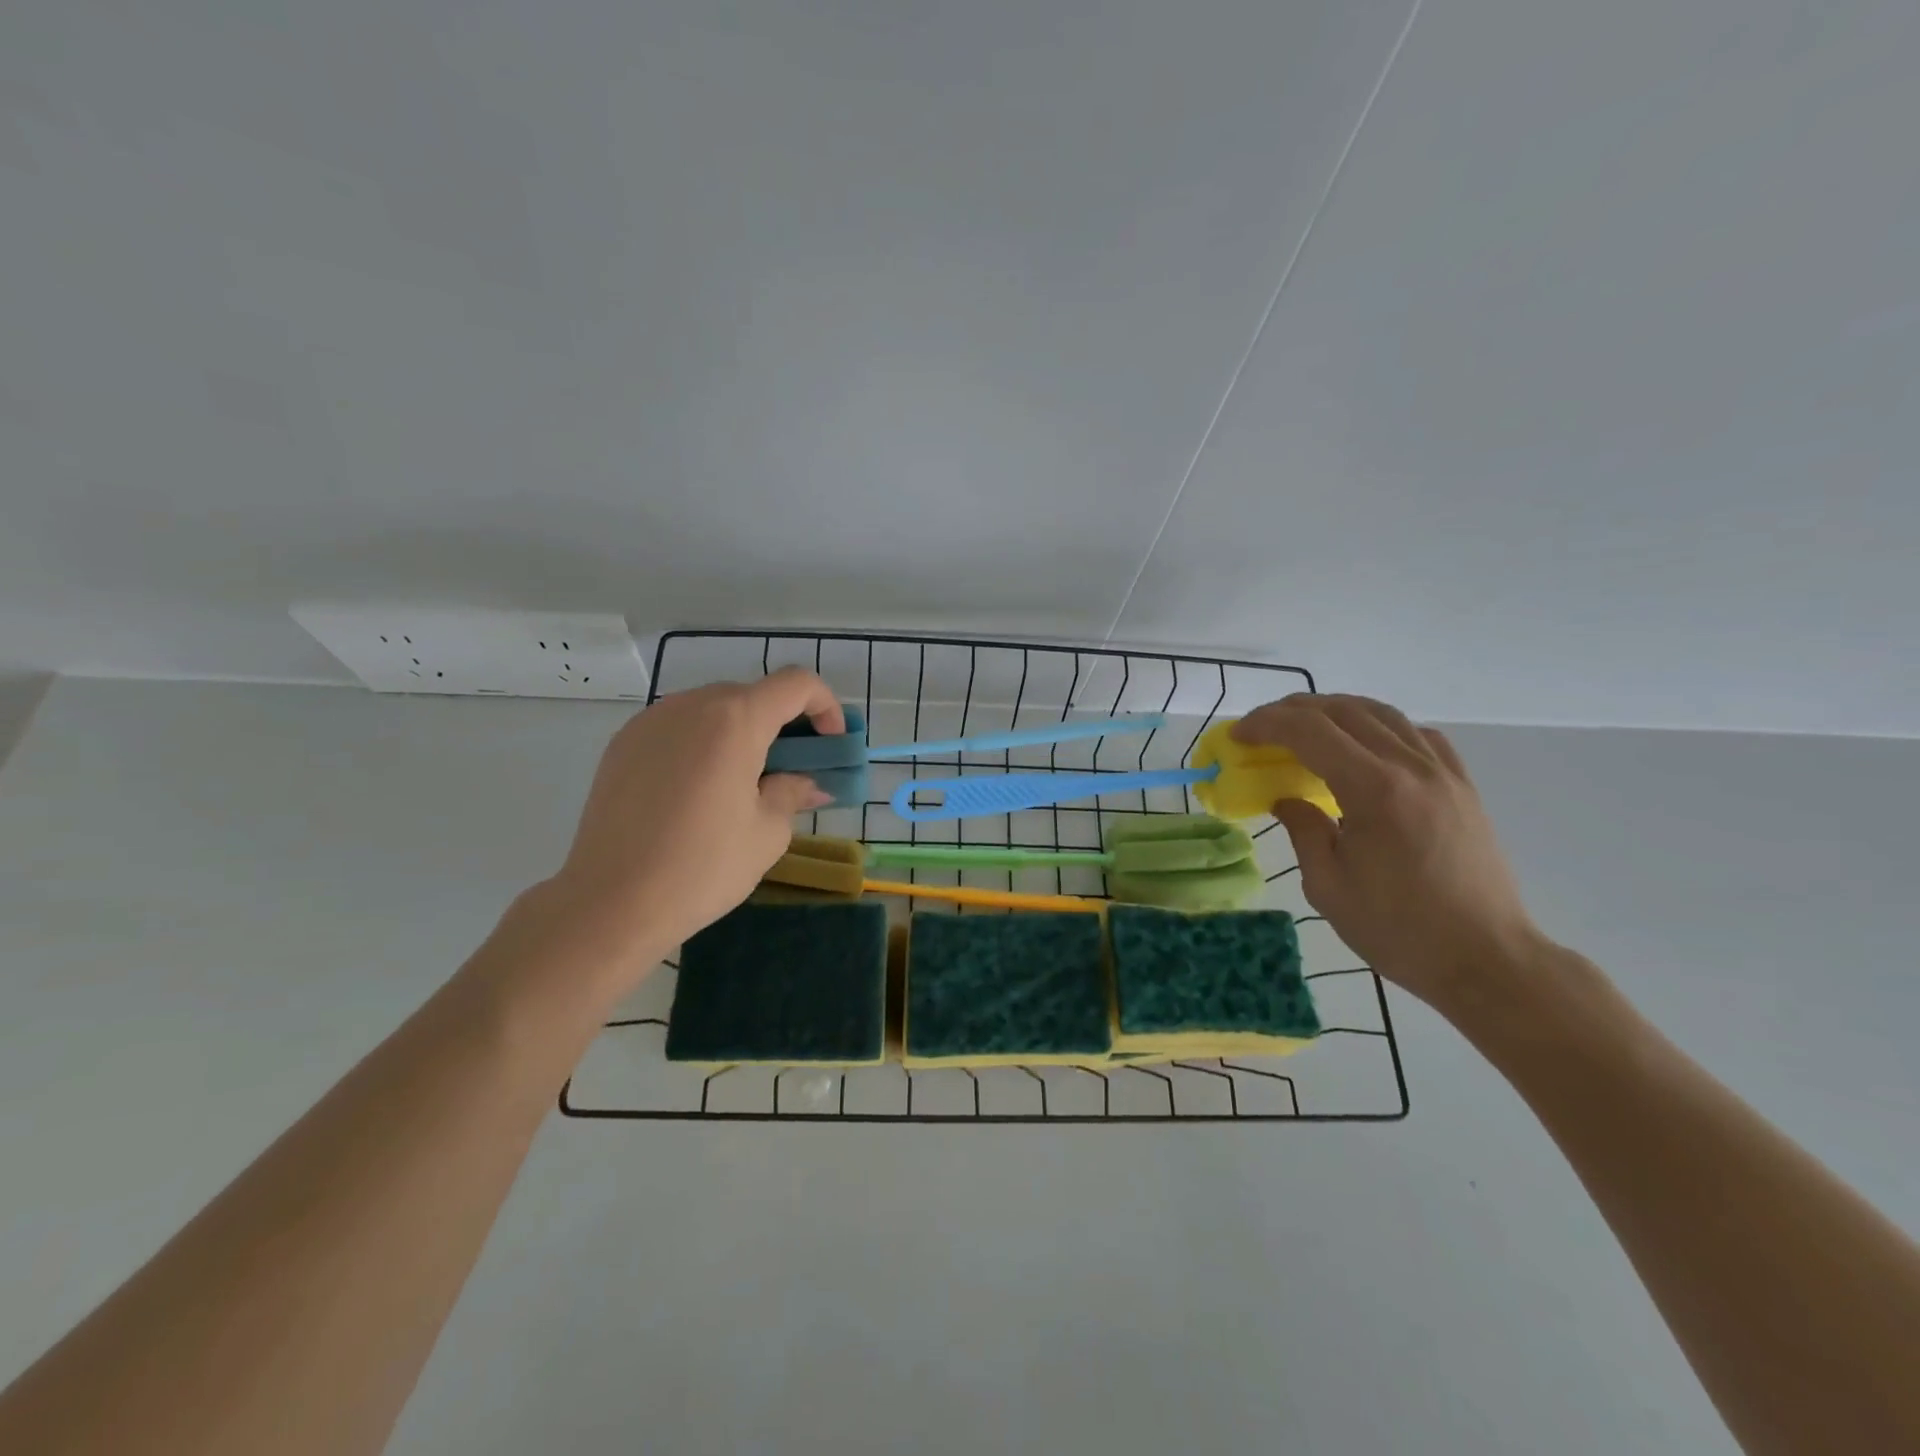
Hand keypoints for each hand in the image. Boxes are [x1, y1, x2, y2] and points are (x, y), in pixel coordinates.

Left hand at [547, 667, 841, 959]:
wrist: (610, 903)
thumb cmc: (702, 867)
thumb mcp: (766, 833)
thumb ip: (793, 793)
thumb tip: (809, 784)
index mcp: (735, 720)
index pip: (796, 684)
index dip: (825, 706)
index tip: (830, 744)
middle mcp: (691, 705)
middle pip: (753, 695)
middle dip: (783, 724)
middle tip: (791, 770)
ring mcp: (650, 721)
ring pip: (713, 709)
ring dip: (742, 732)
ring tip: (742, 783)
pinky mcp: (622, 743)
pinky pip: (678, 727)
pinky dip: (703, 743)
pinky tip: (698, 790)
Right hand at [1235, 694, 1544, 1009]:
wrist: (1486, 959)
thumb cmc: (1399, 930)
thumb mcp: (1328, 886)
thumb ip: (1303, 830)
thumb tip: (1286, 799)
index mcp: (1374, 790)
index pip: (1310, 731)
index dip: (1267, 723)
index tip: (1238, 735)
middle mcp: (1411, 767)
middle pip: (1344, 711)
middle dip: (1293, 710)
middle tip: (1261, 728)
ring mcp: (1443, 773)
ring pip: (1382, 714)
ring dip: (1335, 711)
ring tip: (1304, 727)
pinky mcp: (1462, 786)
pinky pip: (1417, 734)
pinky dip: (1380, 727)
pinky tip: (1365, 747)